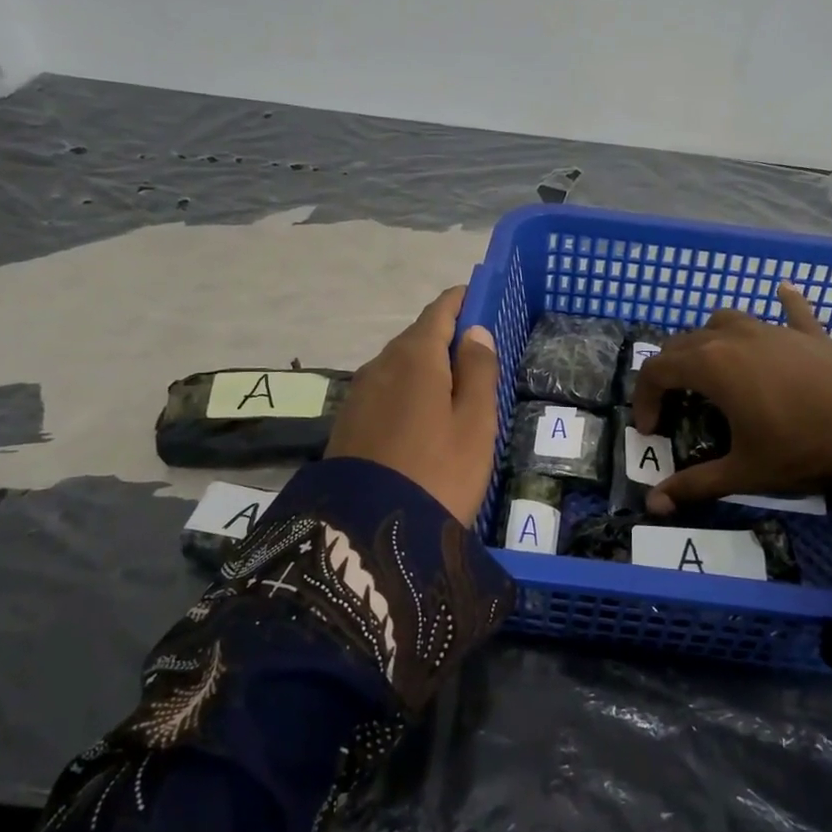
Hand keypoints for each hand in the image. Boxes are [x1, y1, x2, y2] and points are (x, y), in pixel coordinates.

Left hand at [325, 287, 499, 523]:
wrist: (368, 533)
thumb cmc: (439, 472)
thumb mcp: (475, 423)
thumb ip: (479, 371)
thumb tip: (475, 332)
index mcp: (415, 356)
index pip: (440, 311)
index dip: (463, 301)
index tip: (483, 298)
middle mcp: (381, 364)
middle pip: (418, 337)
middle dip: (447, 336)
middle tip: (478, 352)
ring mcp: (360, 393)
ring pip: (401, 365)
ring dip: (427, 365)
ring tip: (455, 387)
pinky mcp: (349, 421)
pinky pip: (386, 390)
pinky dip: (409, 389)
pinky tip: (423, 414)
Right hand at [631, 286, 831, 529]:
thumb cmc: (802, 447)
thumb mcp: (745, 471)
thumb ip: (695, 485)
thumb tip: (654, 505)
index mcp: (711, 365)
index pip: (656, 369)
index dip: (643, 398)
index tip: (651, 430)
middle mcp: (735, 337)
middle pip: (684, 342)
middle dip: (669, 371)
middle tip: (674, 405)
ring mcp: (774, 330)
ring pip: (726, 320)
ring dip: (709, 339)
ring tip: (713, 367)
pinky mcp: (809, 334)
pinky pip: (791, 311)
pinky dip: (782, 304)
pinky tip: (784, 292)